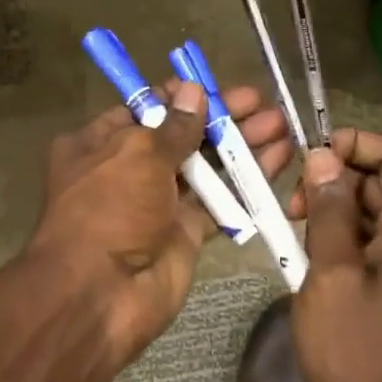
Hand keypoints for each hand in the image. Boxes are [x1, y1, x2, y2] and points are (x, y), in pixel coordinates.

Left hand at [28, 81, 295, 357]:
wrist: (101, 296)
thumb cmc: (109, 209)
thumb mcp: (137, 155)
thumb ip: (173, 126)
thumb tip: (193, 91)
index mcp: (100, 143)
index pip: (145, 109)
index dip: (181, 97)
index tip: (215, 86)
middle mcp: (127, 168)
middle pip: (180, 135)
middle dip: (220, 118)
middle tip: (262, 102)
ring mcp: (157, 202)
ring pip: (204, 166)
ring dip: (240, 145)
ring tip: (281, 125)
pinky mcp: (184, 232)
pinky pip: (218, 200)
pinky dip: (245, 181)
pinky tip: (278, 160)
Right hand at [287, 127, 381, 381]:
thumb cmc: (355, 351)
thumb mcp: (331, 273)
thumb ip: (328, 210)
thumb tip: (323, 157)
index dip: (360, 145)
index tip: (314, 158)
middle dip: (336, 180)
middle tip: (292, 204)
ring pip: (373, 212)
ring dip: (332, 210)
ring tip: (293, 232)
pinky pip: (370, 244)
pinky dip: (339, 238)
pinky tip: (307, 258)